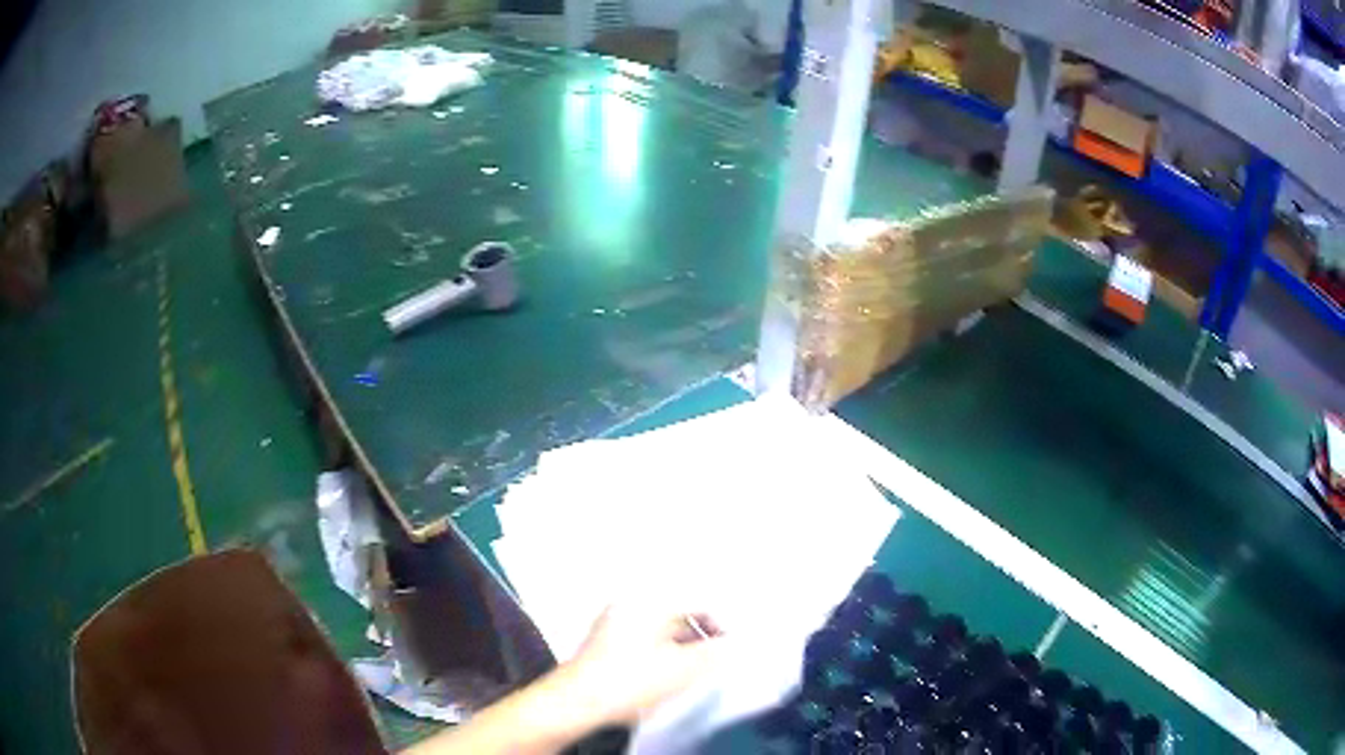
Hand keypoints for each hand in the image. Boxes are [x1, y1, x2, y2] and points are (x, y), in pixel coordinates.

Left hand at [556, 603, 730, 727]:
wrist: (579, 701)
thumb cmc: (630, 680)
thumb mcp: (683, 668)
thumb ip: (715, 653)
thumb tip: (734, 644)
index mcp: (649, 601)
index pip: (699, 601)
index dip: (722, 623)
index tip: (733, 644)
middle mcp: (630, 604)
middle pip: (679, 613)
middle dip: (702, 635)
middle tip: (717, 657)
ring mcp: (614, 622)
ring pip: (662, 628)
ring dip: (683, 644)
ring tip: (695, 668)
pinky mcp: (606, 642)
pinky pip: (646, 639)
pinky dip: (663, 651)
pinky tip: (668, 672)